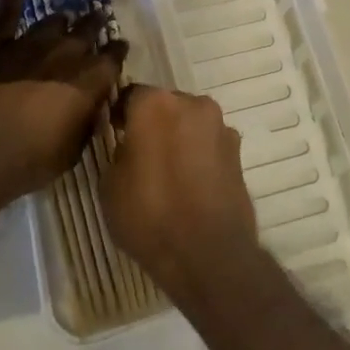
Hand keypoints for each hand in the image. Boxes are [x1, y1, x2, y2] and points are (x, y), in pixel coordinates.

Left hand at [0, 0, 127, 207]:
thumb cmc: (32, 159)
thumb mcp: (75, 148)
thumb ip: (86, 119)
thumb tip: (92, 106)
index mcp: (92, 79)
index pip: (114, 57)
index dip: (117, 52)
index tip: (119, 49)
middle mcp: (68, 53)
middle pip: (88, 31)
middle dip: (95, 26)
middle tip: (98, 22)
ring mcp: (32, 42)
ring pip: (54, 21)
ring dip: (63, 21)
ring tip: (66, 18)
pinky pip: (8, 8)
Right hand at [102, 86, 259, 305]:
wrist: (209, 253)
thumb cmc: (150, 215)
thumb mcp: (110, 184)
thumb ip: (118, 151)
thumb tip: (130, 144)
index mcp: (155, 104)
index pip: (130, 96)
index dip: (120, 115)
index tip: (115, 135)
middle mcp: (193, 104)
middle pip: (165, 105)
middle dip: (154, 124)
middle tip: (142, 154)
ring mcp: (221, 126)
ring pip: (190, 123)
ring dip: (179, 138)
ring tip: (169, 173)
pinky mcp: (239, 151)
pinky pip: (209, 144)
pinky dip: (199, 155)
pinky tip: (191, 184)